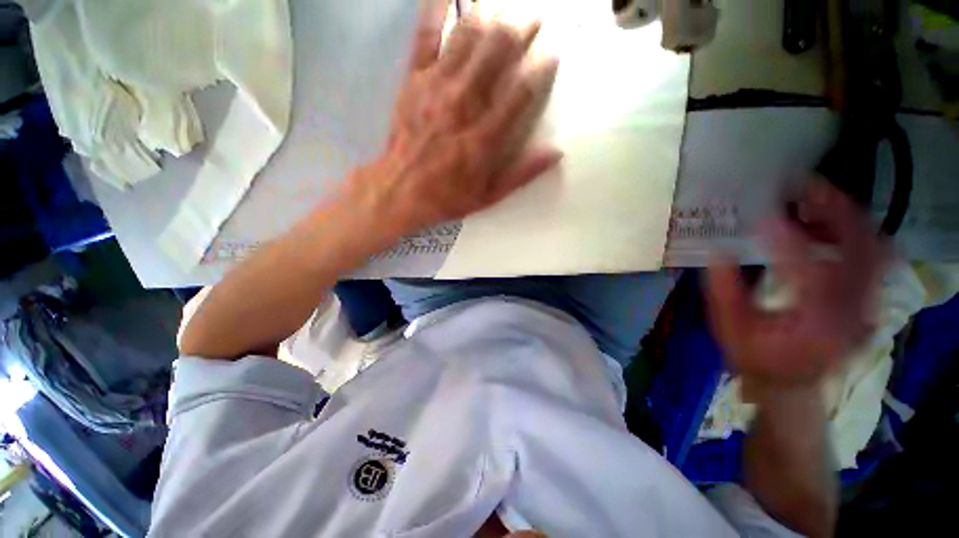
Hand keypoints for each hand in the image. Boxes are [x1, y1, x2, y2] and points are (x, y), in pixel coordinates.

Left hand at [343, 3, 561, 236]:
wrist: (399, 191)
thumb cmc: (447, 196)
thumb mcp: (488, 196)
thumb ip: (522, 174)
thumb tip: (556, 153)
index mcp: (484, 137)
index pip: (520, 93)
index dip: (539, 71)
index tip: (551, 57)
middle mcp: (464, 104)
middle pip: (496, 55)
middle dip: (519, 33)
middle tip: (533, 21)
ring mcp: (436, 88)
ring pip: (467, 39)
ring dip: (489, 19)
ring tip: (503, 11)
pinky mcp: (413, 80)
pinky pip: (425, 38)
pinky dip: (436, 11)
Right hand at [706, 181, 888, 389]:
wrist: (790, 382)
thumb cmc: (755, 356)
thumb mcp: (730, 328)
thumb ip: (723, 292)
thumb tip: (718, 252)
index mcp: (813, 323)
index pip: (808, 270)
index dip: (788, 239)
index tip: (764, 215)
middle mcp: (851, 311)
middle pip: (860, 249)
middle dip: (834, 211)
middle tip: (804, 187)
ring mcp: (865, 304)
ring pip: (873, 247)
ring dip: (847, 217)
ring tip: (816, 197)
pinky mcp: (866, 298)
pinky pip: (874, 256)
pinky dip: (857, 231)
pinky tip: (832, 220)